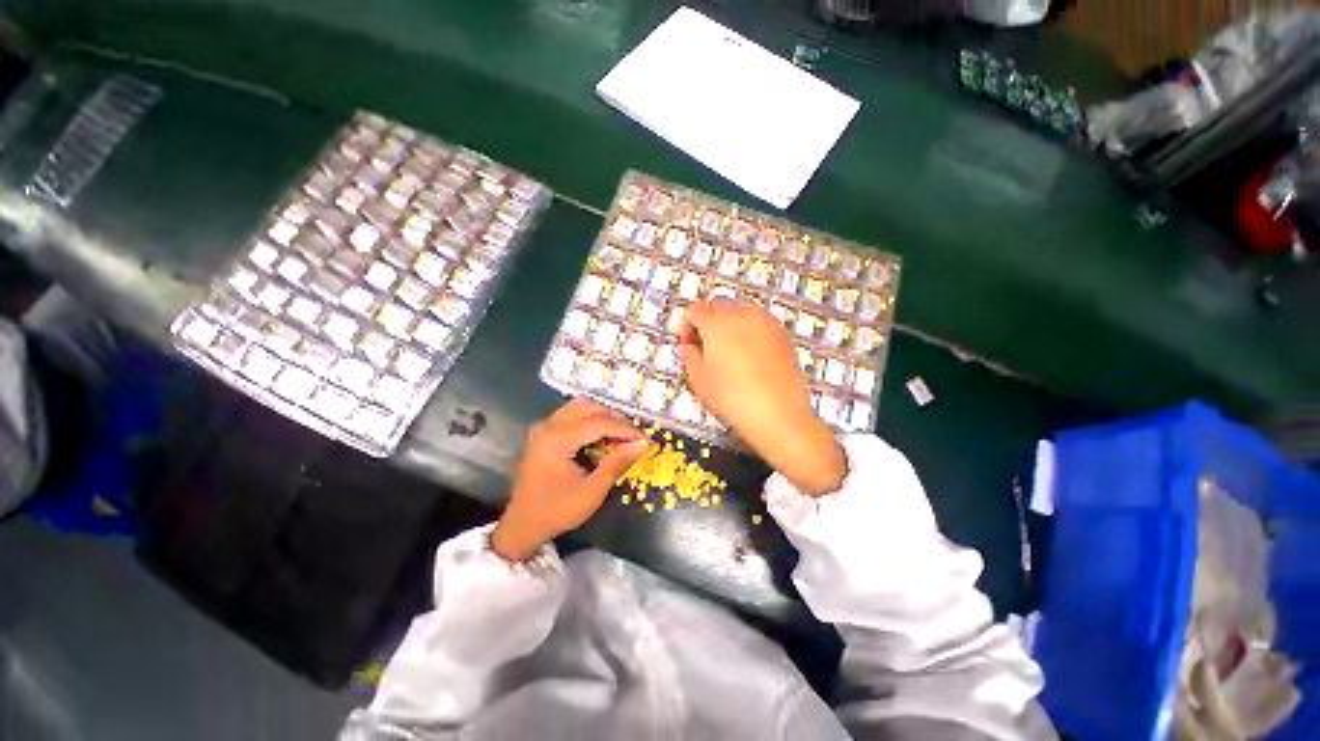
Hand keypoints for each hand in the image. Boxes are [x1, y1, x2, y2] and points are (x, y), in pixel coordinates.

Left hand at [491, 399, 649, 560]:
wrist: (522, 525)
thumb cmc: (557, 511)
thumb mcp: (592, 491)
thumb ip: (617, 463)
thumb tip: (642, 444)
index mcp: (557, 439)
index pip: (598, 423)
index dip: (624, 429)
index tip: (644, 439)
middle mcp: (548, 426)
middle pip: (589, 407)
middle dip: (615, 419)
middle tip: (633, 436)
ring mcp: (543, 427)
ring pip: (580, 406)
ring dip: (602, 416)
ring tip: (620, 433)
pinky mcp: (543, 432)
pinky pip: (571, 414)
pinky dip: (590, 419)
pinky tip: (602, 434)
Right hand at [679, 300, 846, 495]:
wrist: (779, 414)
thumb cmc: (733, 398)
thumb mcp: (699, 380)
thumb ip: (689, 357)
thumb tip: (688, 347)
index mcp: (717, 322)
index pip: (695, 310)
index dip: (686, 324)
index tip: (685, 341)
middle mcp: (742, 314)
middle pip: (718, 306)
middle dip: (707, 321)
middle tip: (703, 345)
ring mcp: (766, 322)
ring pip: (740, 313)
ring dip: (728, 325)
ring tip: (726, 351)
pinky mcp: (782, 335)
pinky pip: (758, 324)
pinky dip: (748, 332)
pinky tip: (747, 356)